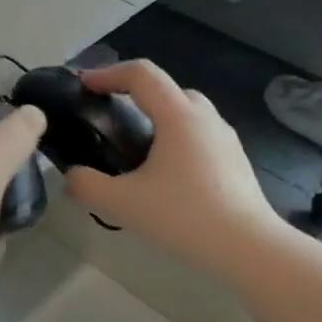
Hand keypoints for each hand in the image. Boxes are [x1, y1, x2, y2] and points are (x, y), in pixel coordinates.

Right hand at [62, 61, 278, 277]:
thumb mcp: (123, 203)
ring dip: (158, 117)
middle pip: (166, 88)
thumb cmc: (185, 217)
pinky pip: (199, 135)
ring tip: (135, 147)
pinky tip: (165, 175)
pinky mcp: (235, 161)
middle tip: (109, 116)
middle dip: (134, 93)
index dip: (108, 73)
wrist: (249, 248)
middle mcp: (205, 118)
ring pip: (187, 111)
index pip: (141, 74)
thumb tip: (71, 176)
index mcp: (179, 116)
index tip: (84, 86)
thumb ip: (87, 185)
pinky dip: (176, 139)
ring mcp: (225, 139)